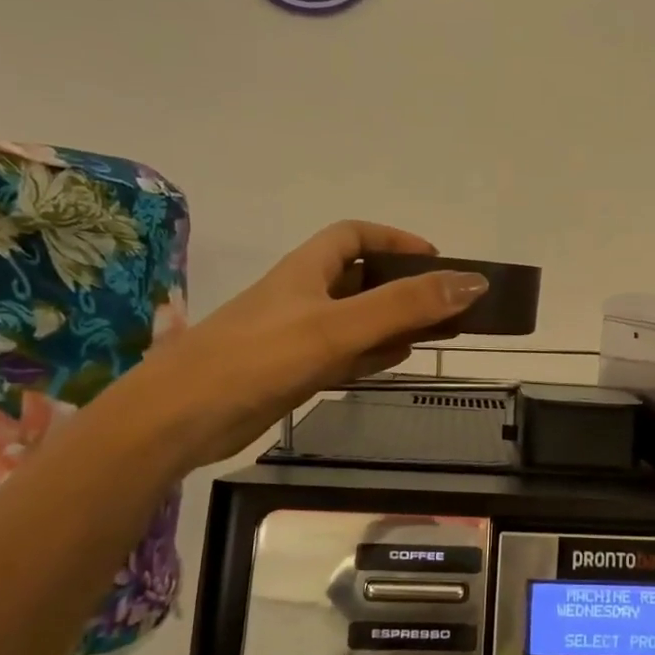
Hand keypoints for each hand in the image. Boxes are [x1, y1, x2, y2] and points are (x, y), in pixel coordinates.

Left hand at [147, 221, 488, 466]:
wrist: (182, 419)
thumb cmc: (258, 358)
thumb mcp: (337, 327)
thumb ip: (404, 306)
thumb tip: (473, 283)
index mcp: (307, 270)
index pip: (355, 235)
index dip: (395, 239)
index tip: (436, 259)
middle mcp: (303, 297)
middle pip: (361, 279)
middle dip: (404, 286)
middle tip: (447, 305)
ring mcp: (297, 337)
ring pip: (356, 320)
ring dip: (394, 322)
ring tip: (438, 333)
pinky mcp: (293, 373)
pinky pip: (344, 355)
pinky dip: (373, 354)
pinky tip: (398, 360)